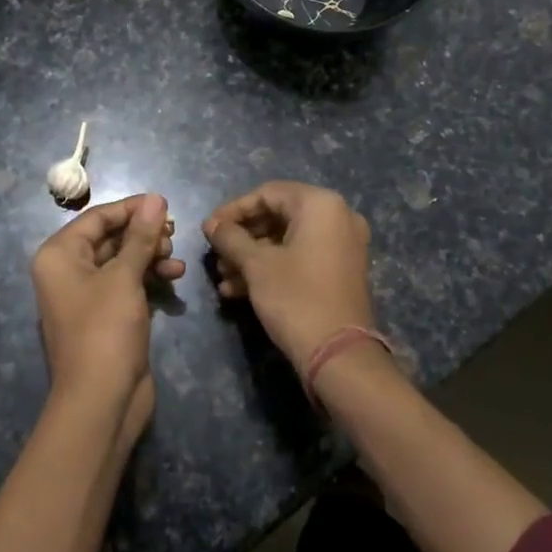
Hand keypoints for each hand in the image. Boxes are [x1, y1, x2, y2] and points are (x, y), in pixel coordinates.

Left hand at [30, 194, 182, 438]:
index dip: (131, 208)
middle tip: (175, 232)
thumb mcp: (125, 277)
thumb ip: (141, 236)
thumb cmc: (105, 329)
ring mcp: (86, 296)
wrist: (100, 401)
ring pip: (121, 262)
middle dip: (143, 234)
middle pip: (109, 238)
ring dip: (150, 255)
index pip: (97, 217)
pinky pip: (127, 285)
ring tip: (176, 258)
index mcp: (59, 255)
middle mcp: (67, 271)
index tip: (165, 204)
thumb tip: (156, 198)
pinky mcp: (105, 317)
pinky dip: (149, 278)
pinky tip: (175, 278)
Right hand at [203, 181, 374, 377]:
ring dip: (251, 257)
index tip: (208, 230)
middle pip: (277, 216)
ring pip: (286, 240)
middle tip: (215, 256)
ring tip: (223, 279)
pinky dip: (272, 268)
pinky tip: (238, 290)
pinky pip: (300, 258)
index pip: (267, 194)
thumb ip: (230, 237)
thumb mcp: (256, 265)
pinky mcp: (340, 272)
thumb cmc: (296, 298)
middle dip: (241, 238)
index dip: (233, 210)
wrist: (339, 357)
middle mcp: (337, 217)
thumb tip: (211, 224)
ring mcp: (342, 246)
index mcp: (321, 205)